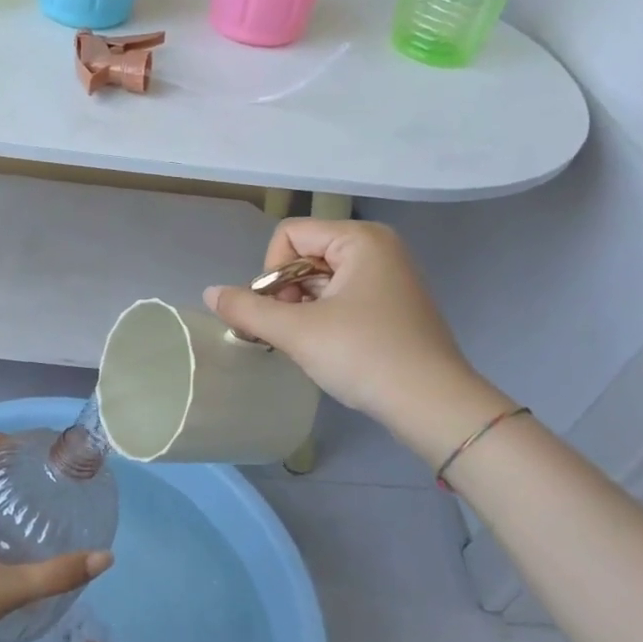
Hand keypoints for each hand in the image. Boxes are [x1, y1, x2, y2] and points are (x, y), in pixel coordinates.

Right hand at [204, 219, 507, 459]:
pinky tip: (324, 348)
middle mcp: (376, 248)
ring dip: (300, 310)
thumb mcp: (297, 332)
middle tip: (288, 333)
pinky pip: (340, 297)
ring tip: (304, 345)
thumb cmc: (364, 356)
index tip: (279, 312)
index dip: (271, 272)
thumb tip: (209, 293)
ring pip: (319, 280)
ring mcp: (387, 277)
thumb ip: (247, 309)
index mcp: (360, 239)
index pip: (289, 236)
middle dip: (285, 293)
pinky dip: (322, 318)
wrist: (433, 405)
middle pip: (303, 256)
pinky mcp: (391, 305)